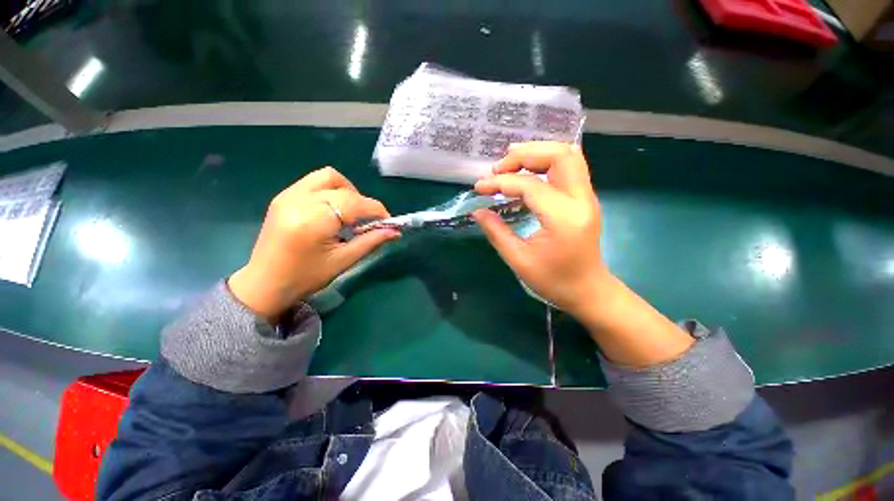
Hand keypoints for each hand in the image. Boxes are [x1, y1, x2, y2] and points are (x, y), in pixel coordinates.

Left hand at [229, 167, 399, 319]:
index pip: (354, 202)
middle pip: (340, 184)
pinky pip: (314, 183)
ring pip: (326, 177)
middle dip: (361, 200)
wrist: (264, 284)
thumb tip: (395, 231)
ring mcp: (287, 195)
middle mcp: (298, 200)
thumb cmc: (306, 277)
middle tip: (366, 220)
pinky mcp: (283, 197)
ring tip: (350, 213)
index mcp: (313, 219)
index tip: (388, 221)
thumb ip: (371, 241)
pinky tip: (333, 212)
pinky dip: (331, 192)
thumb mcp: (344, 260)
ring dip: (346, 191)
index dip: (376, 209)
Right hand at [473, 142, 607, 319]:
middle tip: (499, 168)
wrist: (588, 290)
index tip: (480, 187)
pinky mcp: (585, 198)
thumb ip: (496, 232)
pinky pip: (569, 167)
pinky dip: (546, 162)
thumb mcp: (518, 260)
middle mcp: (581, 200)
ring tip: (510, 163)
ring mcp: (587, 196)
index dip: (501, 182)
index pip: (530, 185)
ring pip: (568, 155)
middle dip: (524, 154)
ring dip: (537, 153)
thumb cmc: (553, 281)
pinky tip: (527, 171)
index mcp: (563, 218)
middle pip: (559, 155)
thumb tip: (477, 211)